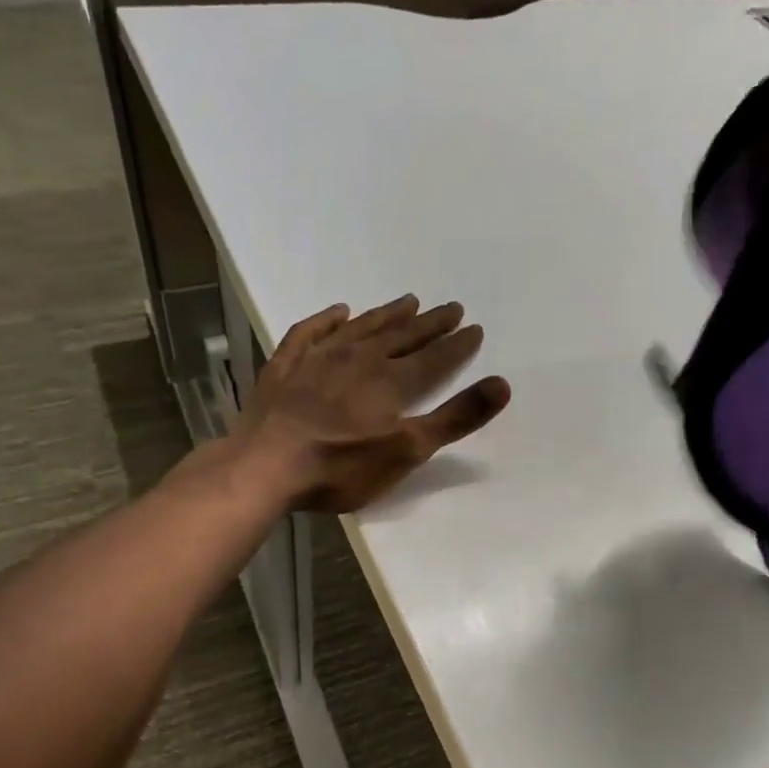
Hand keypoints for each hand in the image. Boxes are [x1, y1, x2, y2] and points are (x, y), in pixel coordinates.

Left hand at [237, 294, 511, 512]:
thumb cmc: (341, 466)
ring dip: (386, 315)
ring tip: (407, 301)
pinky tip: (339, 312)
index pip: (433, 358)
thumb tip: (503, 384)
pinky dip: (327, 321)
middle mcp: (358, 360)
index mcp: (390, 382)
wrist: (265, 465)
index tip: (474, 328)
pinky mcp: (285, 368)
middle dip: (428, 324)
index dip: (456, 345)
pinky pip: (310, 333)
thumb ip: (455, 418)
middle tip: (450, 308)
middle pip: (400, 337)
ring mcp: (318, 360)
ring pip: (361, 329)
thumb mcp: (407, 450)